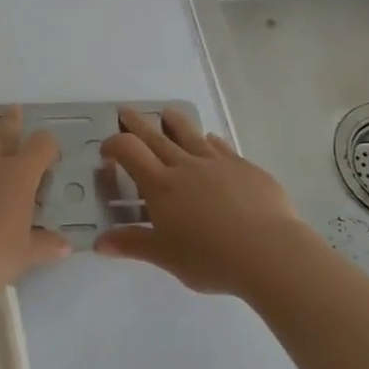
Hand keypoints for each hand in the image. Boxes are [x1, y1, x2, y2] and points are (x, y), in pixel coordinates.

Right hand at [95, 106, 312, 296]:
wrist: (268, 252)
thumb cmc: (210, 257)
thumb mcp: (165, 256)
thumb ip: (132, 244)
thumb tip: (99, 243)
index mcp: (161, 185)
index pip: (130, 152)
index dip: (114, 145)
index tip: (106, 151)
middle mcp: (186, 166)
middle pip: (156, 137)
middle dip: (138, 123)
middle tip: (126, 111)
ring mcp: (217, 163)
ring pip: (191, 134)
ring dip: (176, 122)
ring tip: (168, 113)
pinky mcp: (245, 168)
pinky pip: (222, 147)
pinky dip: (211, 141)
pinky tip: (211, 139)